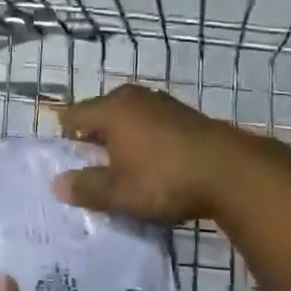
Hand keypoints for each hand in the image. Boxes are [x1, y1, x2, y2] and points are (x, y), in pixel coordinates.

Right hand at [52, 84, 252, 223]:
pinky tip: (153, 162)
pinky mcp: (187, 116)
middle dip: (93, 136)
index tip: (66, 160)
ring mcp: (163, 104)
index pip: (73, 116)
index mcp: (111, 110)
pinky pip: (152, 124)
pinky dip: (145, 139)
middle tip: (91, 164)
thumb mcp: (119, 192)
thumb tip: (58, 184)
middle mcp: (134, 98)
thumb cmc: (164, 179)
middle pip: (101, 112)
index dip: (63, 137)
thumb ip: (86, 188)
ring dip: (122, 138)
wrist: (232, 173)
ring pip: (129, 117)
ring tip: (122, 166)